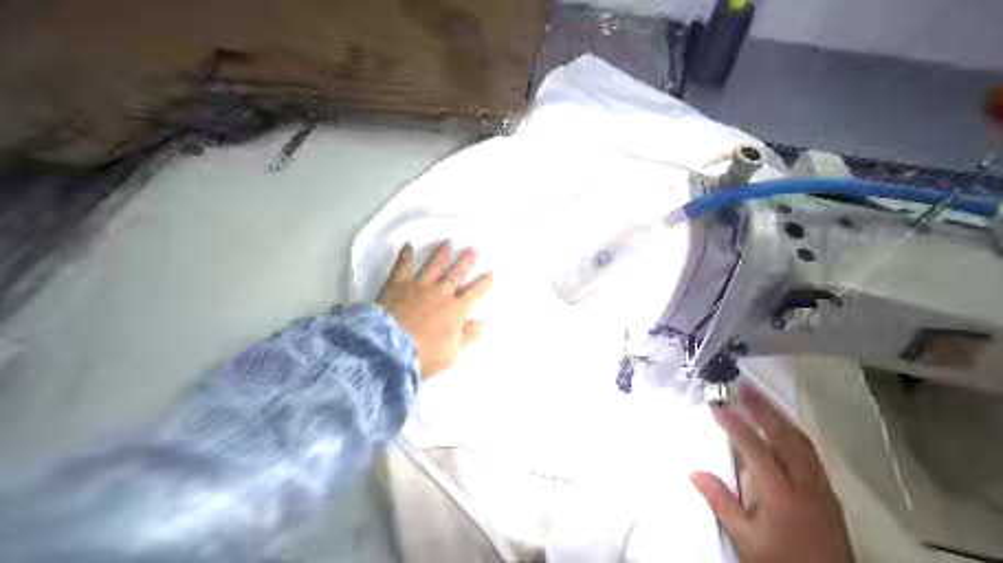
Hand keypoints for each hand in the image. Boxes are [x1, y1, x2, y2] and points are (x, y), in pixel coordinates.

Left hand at [376, 240, 492, 379]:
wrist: (389, 349)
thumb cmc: (424, 355)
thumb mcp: (453, 354)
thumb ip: (470, 336)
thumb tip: (483, 323)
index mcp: (456, 311)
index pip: (475, 294)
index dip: (485, 283)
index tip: (492, 272)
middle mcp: (440, 293)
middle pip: (456, 274)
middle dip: (465, 261)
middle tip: (472, 248)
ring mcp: (418, 287)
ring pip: (433, 265)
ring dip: (442, 253)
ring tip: (448, 241)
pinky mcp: (397, 285)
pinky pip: (402, 266)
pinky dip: (405, 255)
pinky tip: (408, 246)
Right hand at [692, 385, 853, 562]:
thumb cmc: (782, 562)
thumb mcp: (745, 538)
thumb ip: (720, 502)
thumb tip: (696, 473)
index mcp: (781, 493)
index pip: (755, 447)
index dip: (735, 424)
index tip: (718, 408)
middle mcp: (805, 484)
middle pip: (784, 435)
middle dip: (762, 407)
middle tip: (744, 387)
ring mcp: (821, 487)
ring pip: (801, 441)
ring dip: (780, 417)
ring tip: (762, 400)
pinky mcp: (829, 494)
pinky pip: (811, 453)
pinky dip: (794, 433)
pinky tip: (784, 431)